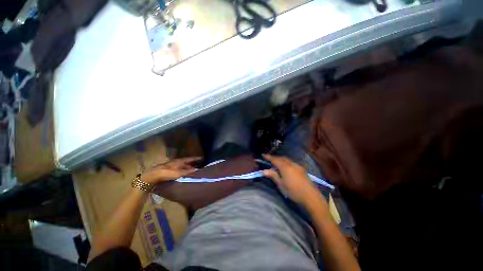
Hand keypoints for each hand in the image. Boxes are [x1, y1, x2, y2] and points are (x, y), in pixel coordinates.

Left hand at [142, 157, 201, 183]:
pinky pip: (178, 168)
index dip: (195, 158)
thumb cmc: (167, 173)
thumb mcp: (178, 173)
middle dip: (191, 163)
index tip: (201, 157)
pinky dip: (182, 170)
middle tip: (197, 164)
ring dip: (186, 167)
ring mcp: (172, 165)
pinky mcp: (168, 169)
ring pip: (181, 165)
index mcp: (179, 161)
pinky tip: (182, 173)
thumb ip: (187, 171)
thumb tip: (196, 169)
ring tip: (191, 169)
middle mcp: (176, 162)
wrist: (153, 175)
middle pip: (186, 162)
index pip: (189, 159)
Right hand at [262, 154, 318, 204]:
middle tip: (269, 160)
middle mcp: (291, 164)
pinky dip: (286, 163)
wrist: (310, 196)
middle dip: (275, 158)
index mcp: (285, 167)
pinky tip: (286, 168)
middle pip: (281, 158)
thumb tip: (264, 171)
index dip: (268, 157)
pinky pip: (291, 163)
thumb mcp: (281, 184)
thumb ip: (273, 175)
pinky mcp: (301, 169)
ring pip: (287, 160)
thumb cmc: (293, 191)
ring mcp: (297, 166)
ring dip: (281, 160)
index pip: (274, 159)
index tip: (263, 155)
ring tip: (277, 164)